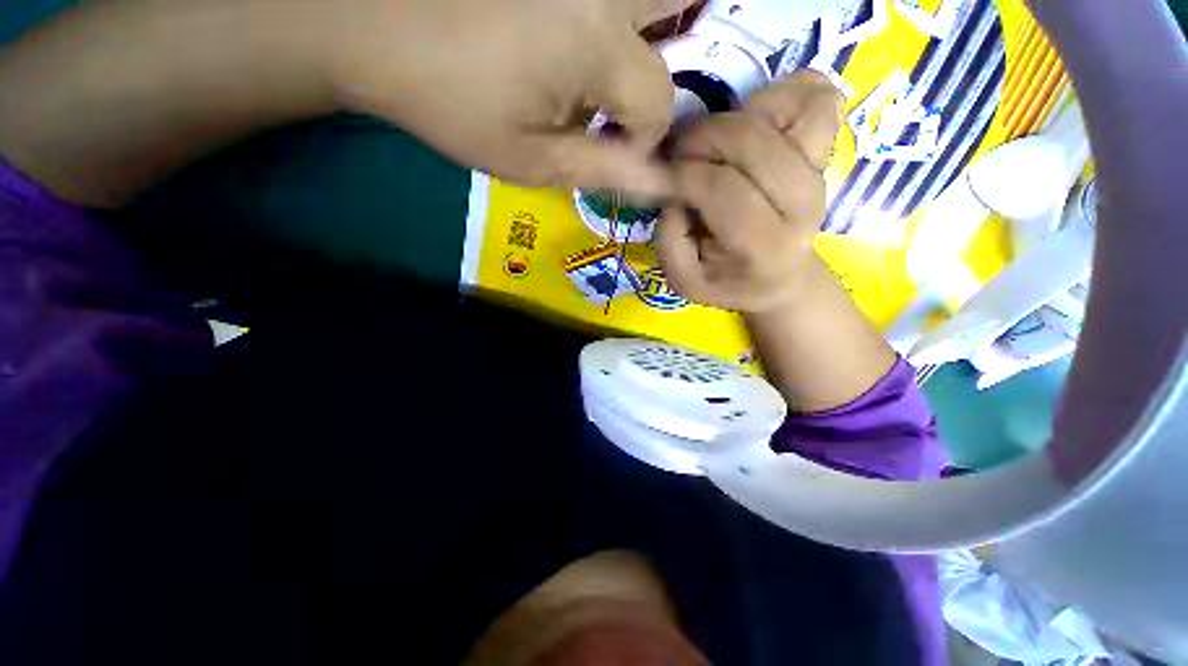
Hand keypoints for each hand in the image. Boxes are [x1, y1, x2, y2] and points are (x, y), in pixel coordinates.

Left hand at [333, 0, 698, 194]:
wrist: (373, 24)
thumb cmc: (452, 102)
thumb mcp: (531, 159)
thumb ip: (603, 170)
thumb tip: (661, 183)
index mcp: (598, 45)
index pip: (659, 99)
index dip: (642, 135)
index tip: (611, 147)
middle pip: (684, 5)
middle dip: (664, 59)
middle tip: (627, 88)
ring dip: (647, 28)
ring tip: (601, 70)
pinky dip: (612, 18)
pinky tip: (575, 44)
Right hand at [655, 71, 843, 312]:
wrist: (781, 279)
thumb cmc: (730, 281)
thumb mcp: (685, 280)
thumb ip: (670, 242)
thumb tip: (674, 191)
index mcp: (766, 247)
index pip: (724, 189)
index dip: (684, 174)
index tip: (662, 177)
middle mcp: (803, 206)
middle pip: (753, 142)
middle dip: (701, 137)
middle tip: (677, 152)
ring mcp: (821, 174)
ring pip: (788, 110)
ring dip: (736, 115)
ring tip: (711, 141)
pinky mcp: (828, 153)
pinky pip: (815, 99)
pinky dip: (780, 95)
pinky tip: (750, 120)